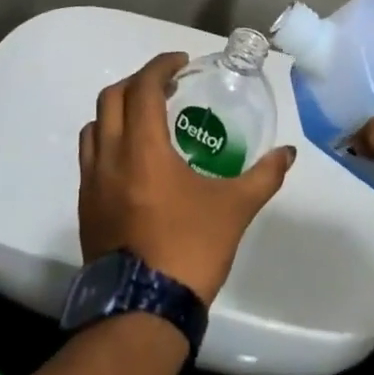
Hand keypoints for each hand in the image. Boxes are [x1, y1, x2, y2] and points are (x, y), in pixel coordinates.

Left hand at [78, 52, 296, 303]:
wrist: (143, 311)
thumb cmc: (190, 248)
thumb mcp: (235, 208)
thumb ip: (264, 176)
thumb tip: (287, 154)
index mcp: (143, 149)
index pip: (143, 88)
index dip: (160, 67)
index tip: (181, 63)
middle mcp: (110, 157)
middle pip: (111, 98)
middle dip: (138, 83)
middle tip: (166, 87)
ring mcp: (92, 184)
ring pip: (94, 127)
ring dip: (118, 112)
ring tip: (147, 120)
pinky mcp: (86, 208)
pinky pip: (90, 158)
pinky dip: (108, 142)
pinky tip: (134, 161)